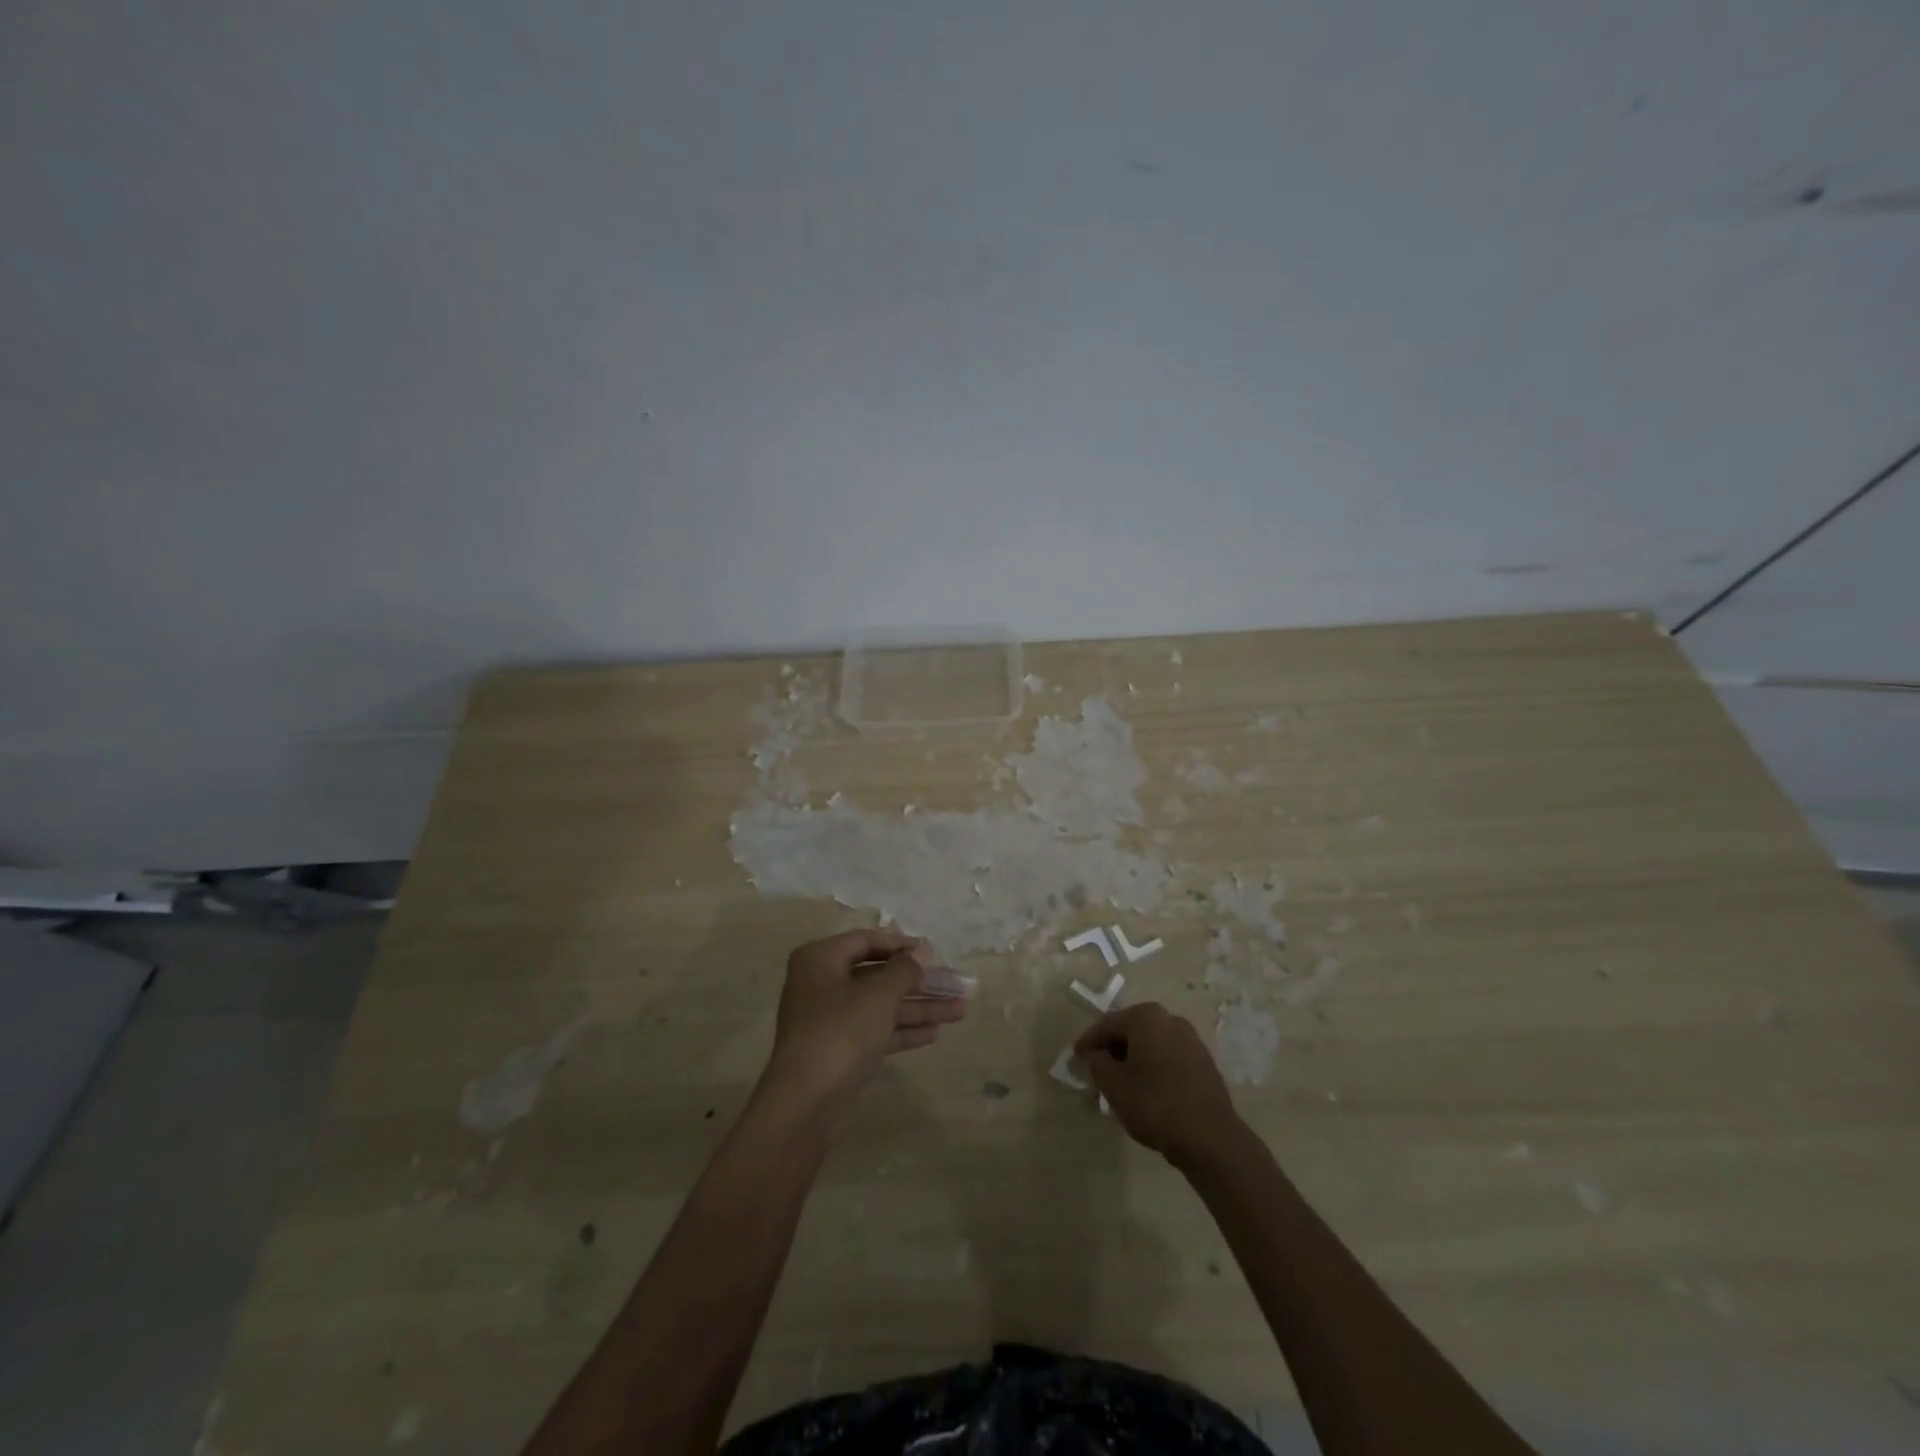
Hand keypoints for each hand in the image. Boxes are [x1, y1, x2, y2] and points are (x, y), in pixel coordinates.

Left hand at [761, 929, 968, 1115]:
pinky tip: (935, 1033)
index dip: (901, 945)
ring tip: (960, 1010)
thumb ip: (904, 970)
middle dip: (918, 981)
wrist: (805, 1103)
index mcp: (821, 959)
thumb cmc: (841, 1032)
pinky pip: (875, 1030)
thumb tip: (922, 950)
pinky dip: (902, 1030)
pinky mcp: (839, 1050)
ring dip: (918, 1007)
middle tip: (956, 984)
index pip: (866, 941)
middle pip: (877, 975)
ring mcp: (829, 1020)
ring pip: (880, 1005)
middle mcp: (822, 984)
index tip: (933, 952)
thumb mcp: (878, 996)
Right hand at [1075, 1002, 1242, 1165]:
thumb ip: (1097, 1064)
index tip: (1075, 1058)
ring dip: (1133, 1059)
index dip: (1088, 1042)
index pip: (1107, 1025)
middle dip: (1112, 1049)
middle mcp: (1170, 1019)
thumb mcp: (1113, 1085)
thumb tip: (1095, 1055)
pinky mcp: (1203, 1062)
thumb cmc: (1155, 1104)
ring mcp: (1191, 1039)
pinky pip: (1168, 1057)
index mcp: (1146, 1017)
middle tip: (1096, 1070)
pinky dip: (1153, 1067)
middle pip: (1130, 1031)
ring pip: (1151, 1044)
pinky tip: (1146, 1090)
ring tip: (1119, 1083)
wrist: (1211, 1138)